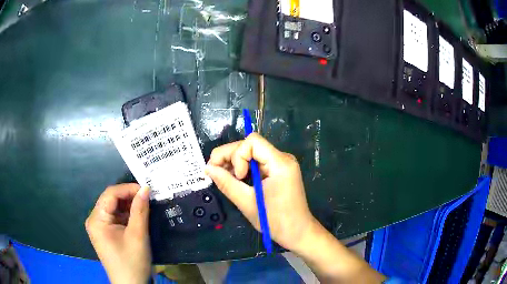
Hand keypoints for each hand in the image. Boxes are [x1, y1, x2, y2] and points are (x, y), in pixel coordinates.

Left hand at [85, 184, 150, 283]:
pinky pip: (115, 218)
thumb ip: (140, 210)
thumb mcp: (138, 235)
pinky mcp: (106, 234)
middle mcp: (94, 220)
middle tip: (148, 197)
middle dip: (129, 197)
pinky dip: (127, 216)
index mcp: (97, 219)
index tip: (147, 190)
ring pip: (114, 209)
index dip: (128, 189)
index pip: (110, 194)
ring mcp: (99, 228)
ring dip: (129, 207)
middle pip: (111, 200)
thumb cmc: (132, 262)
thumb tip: (146, 188)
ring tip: (145, 206)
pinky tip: (138, 217)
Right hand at [205, 133, 315, 251]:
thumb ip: (226, 183)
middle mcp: (283, 158)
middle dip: (231, 157)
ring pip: (252, 153)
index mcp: (280, 164)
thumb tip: (208, 168)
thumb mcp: (247, 203)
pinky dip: (244, 169)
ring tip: (225, 179)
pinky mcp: (279, 171)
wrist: (298, 233)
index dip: (237, 155)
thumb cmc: (275, 222)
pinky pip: (257, 163)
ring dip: (236, 163)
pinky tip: (236, 180)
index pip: (252, 141)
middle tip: (217, 174)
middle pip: (251, 146)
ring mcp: (282, 164)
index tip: (238, 177)